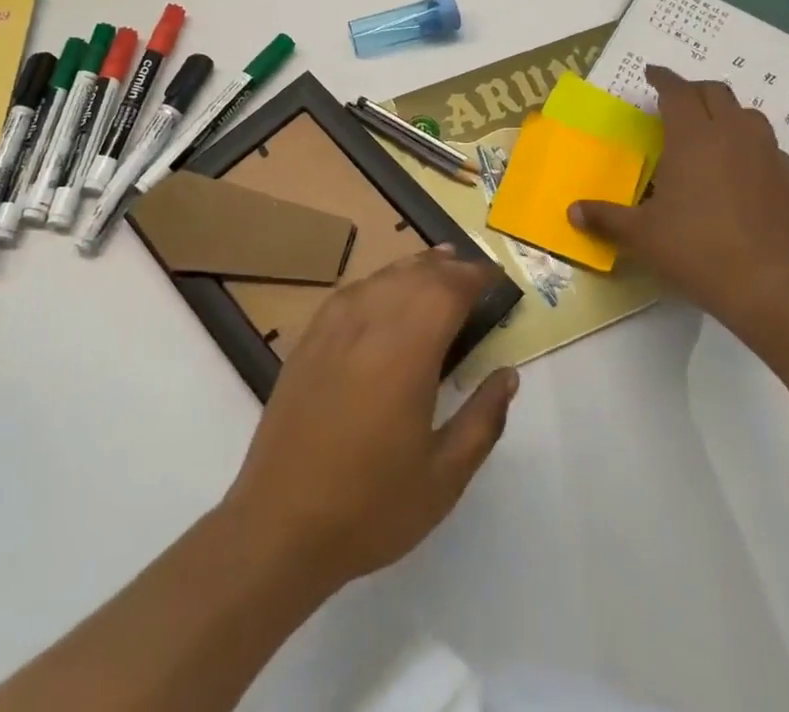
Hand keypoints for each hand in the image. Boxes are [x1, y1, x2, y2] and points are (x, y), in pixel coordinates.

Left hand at [220, 248, 519, 592]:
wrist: (280, 524)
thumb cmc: (370, 506)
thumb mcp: (443, 477)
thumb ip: (482, 420)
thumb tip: (508, 375)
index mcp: (406, 352)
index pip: (448, 290)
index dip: (475, 277)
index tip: (497, 278)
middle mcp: (369, 324)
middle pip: (415, 275)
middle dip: (449, 267)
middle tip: (474, 273)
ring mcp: (332, 328)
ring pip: (382, 277)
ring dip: (414, 267)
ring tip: (438, 265)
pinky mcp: (308, 339)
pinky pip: (351, 292)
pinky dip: (378, 281)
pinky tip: (385, 291)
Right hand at [569, 65, 788, 340]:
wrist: (772, 287)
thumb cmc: (697, 250)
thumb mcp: (641, 235)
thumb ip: (606, 217)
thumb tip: (572, 211)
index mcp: (693, 137)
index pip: (677, 91)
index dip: (663, 79)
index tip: (652, 74)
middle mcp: (733, 135)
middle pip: (716, 93)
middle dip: (694, 90)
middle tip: (678, 101)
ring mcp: (769, 156)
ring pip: (749, 116)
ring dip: (728, 114)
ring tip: (714, 131)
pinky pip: (772, 150)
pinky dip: (754, 148)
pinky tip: (746, 171)